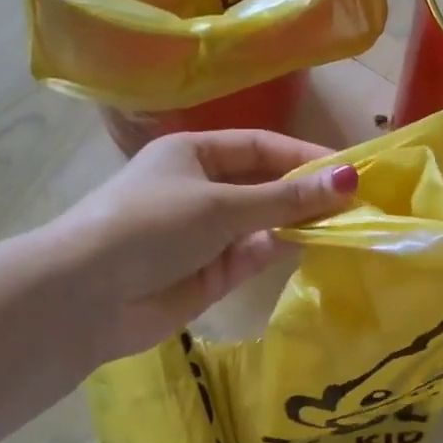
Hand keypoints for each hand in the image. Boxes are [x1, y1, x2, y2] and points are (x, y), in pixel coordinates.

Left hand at [47, 130, 357, 363]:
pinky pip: (248, 257)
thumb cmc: (151, 225)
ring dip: (294, 223)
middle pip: (262, 186)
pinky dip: (272, 251)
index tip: (349, 169)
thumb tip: (349, 179)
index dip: (302, 156)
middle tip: (355, 202)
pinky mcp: (206, 276)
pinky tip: (302, 246)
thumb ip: (285, 198)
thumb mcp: (221, 204)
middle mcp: (198, 190)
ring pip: (260, 224)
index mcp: (192, 154)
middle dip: (303, 193)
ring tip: (342, 223)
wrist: (87, 296)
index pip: (258, 147)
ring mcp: (202, 235)